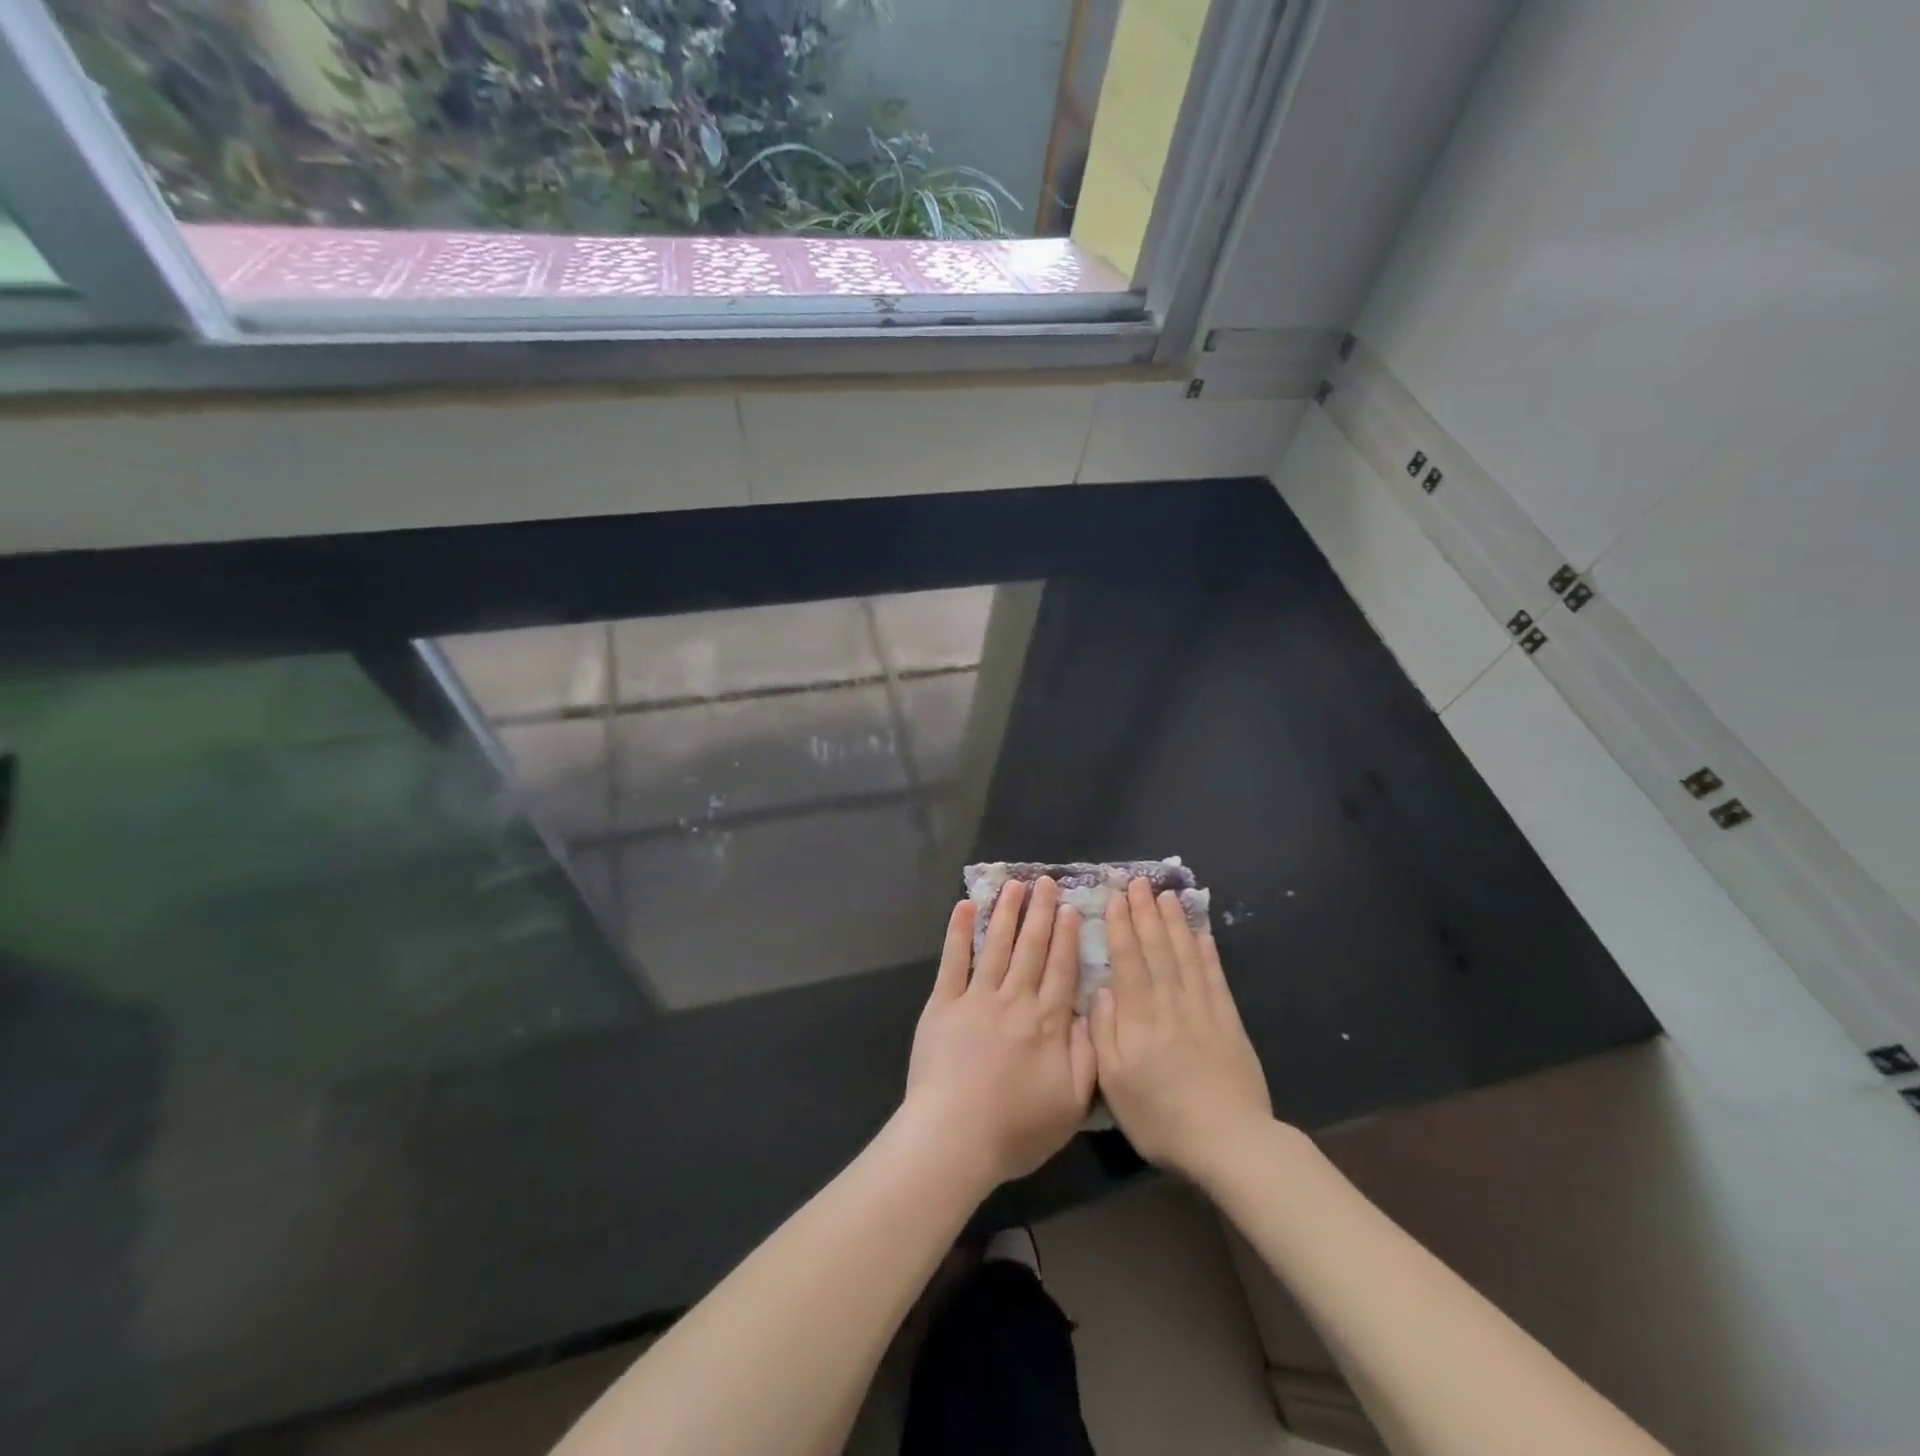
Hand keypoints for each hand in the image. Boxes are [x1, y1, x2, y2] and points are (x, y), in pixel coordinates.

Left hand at [901, 878, 1096, 1192]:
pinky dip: (960, 931)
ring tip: (1015, 884)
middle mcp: (1015, 1000)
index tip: (1070, 908)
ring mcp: (977, 998)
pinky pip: (954, 960)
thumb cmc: (1015, 1129)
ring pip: (997, 945)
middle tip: (1045, 882)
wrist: (955, 1136)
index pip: (1061, 969)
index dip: (1066, 937)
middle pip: (1031, 948)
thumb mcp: (1071, 1105)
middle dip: (1040, 912)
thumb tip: (1091, 1014)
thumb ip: (1087, 1056)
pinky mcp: (943, 1003)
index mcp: (1047, 1023)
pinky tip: (965, 906)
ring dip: (1006, 912)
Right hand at [1090, 879, 1274, 1188]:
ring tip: (1166, 896)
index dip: (1121, 927)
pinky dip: (1207, 952)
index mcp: (1139, 1018)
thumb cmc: (1161, 1118)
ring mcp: (1202, 1009)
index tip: (1115, 898)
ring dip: (1174, 923)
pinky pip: (1215, 977)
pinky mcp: (1228, 1021)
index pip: (1128, 961)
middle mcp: (1170, 1003)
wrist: (1229, 1142)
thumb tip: (1102, 991)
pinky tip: (1201, 933)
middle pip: (1156, 949)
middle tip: (1138, 882)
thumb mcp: (1114, 1084)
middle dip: (1145, 913)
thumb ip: (1104, 1034)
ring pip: (1185, 955)